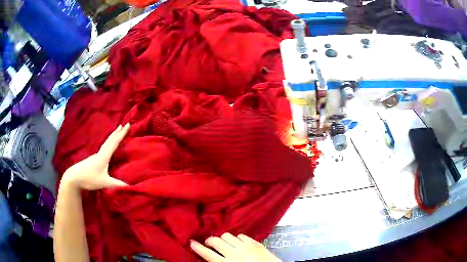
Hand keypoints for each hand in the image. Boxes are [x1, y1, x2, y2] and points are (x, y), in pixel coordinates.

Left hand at [61, 124, 129, 190]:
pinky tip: (108, 147)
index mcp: (104, 156)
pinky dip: (108, 143)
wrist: (74, 177)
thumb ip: (116, 184)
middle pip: (109, 140)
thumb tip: (130, 186)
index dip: (121, 134)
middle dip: (117, 132)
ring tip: (117, 133)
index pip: (114, 143)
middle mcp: (100, 153)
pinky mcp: (93, 159)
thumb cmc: (89, 178)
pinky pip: (103, 148)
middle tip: (123, 124)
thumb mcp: (104, 182)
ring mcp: (95, 155)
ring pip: (106, 143)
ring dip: (112, 137)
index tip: (127, 125)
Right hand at [190, 233, 280, 261]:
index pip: (207, 254)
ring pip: (227, 236)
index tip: (191, 242)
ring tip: (224, 243)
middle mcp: (234, 253)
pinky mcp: (255, 243)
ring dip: (223, 239)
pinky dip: (237, 238)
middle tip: (209, 243)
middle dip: (210, 241)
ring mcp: (246, 246)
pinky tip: (238, 243)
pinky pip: (241, 235)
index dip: (197, 247)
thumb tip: (212, 258)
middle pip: (216, 241)